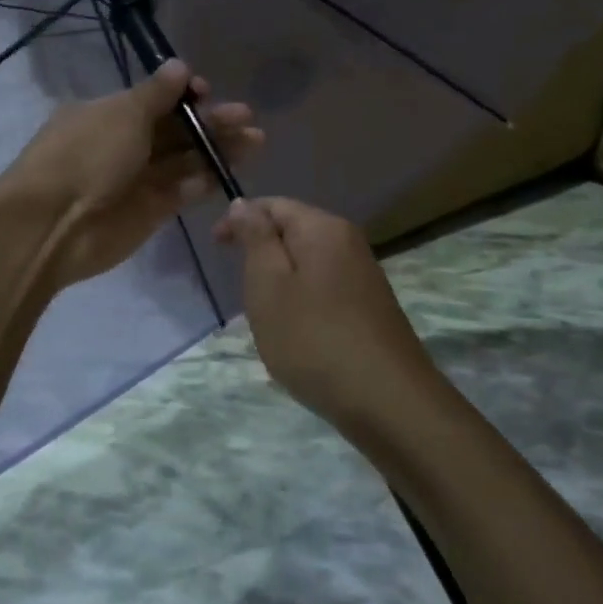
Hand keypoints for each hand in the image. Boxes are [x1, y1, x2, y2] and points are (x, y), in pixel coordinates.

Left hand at [3, 59, 260, 290]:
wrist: (52, 225)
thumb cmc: (86, 156)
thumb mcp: (122, 114)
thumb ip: (157, 94)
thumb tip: (180, 66)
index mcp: (108, 114)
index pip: (155, 100)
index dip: (184, 96)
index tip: (208, 92)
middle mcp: (123, 144)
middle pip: (176, 130)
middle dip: (211, 122)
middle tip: (247, 118)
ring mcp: (137, 179)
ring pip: (184, 160)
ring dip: (216, 150)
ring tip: (255, 141)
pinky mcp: (150, 212)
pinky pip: (181, 191)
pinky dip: (202, 182)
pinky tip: (226, 173)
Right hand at [213, 197, 437, 426]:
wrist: (387, 401)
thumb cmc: (314, 339)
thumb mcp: (269, 285)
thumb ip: (256, 238)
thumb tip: (244, 203)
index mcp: (323, 228)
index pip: (274, 204)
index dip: (240, 219)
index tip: (214, 247)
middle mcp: (349, 242)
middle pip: (294, 229)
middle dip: (261, 249)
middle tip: (238, 285)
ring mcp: (364, 275)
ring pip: (308, 261)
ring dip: (280, 278)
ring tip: (263, 312)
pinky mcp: (370, 306)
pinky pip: (325, 286)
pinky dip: (301, 298)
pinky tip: (296, 330)